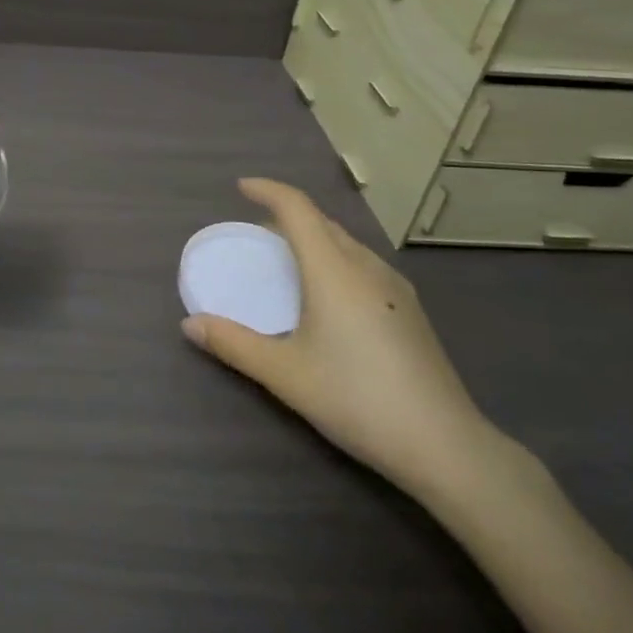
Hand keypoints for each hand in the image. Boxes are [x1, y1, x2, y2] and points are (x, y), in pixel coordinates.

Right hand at [182, 178, 502, 501]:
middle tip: (256, 230)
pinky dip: (334, 259)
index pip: (297, 208)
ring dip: (313, 237)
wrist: (444, 445)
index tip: (240, 188)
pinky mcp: (409, 309)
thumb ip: (233, 344)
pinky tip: (329, 295)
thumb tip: (189, 324)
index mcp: (333, 269)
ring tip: (288, 260)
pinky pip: (362, 263)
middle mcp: (366, 266)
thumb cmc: (356, 398)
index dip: (267, 190)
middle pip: (322, 222)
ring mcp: (394, 286)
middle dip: (287, 215)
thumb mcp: (285, 374)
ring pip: (346, 242)